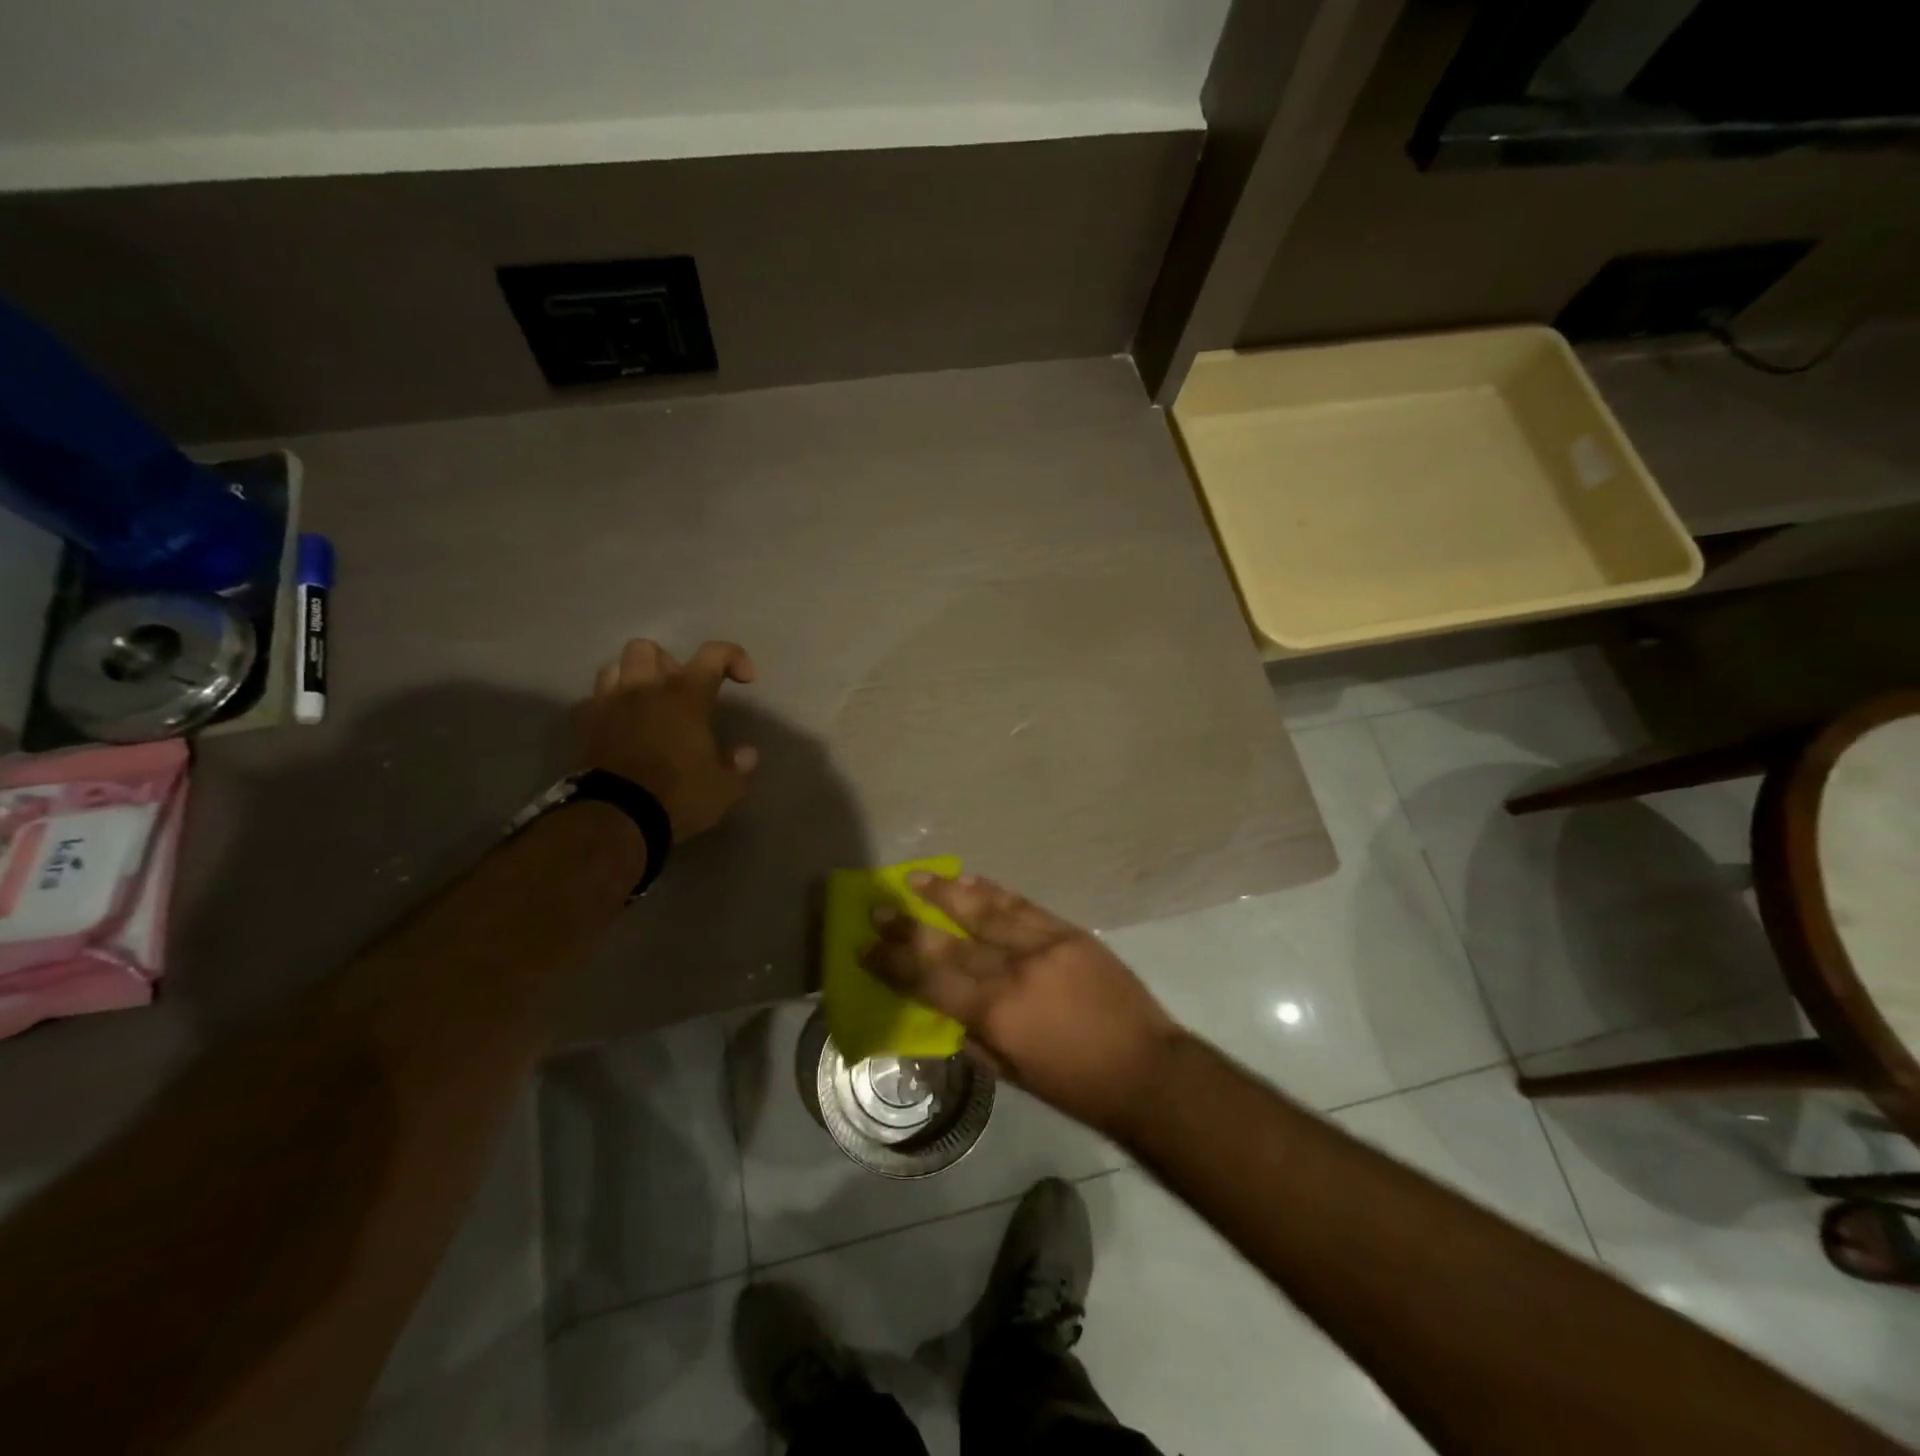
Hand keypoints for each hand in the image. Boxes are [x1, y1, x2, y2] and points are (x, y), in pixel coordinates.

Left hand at [580, 639, 758, 839]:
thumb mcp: (724, 787)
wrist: (616, 818)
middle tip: (682, 693)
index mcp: (685, 695)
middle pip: (650, 649)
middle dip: (668, 664)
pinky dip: (608, 706)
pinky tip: (620, 725)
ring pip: (614, 666)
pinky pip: (594, 700)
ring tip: (647, 703)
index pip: (713, 654)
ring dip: (633, 678)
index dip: (733, 657)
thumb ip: (738, 765)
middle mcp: (645, 688)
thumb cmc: (678, 796)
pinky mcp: (585, 726)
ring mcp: (610, 704)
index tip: (744, 679)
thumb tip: (745, 753)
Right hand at [862, 871, 1179, 1137]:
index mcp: (997, 1013)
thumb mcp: (1012, 1073)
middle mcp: (1015, 970)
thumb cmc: (1075, 1086)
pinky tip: (971, 880)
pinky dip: (993, 891)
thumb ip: (974, 1035)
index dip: (895, 962)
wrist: (1146, 1068)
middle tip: (879, 904)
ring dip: (948, 893)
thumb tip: (945, 1007)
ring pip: (986, 910)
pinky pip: (1023, 905)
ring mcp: (1044, 945)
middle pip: (951, 940)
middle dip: (910, 923)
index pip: (931, 980)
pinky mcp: (1070, 932)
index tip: (865, 946)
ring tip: (918, 877)